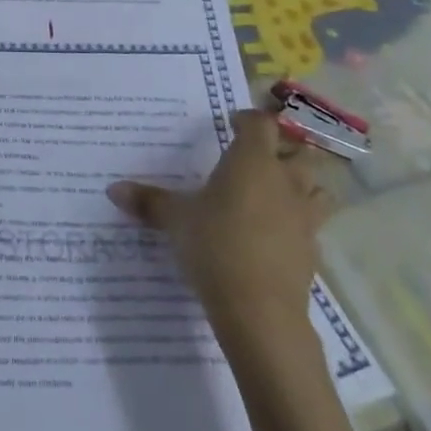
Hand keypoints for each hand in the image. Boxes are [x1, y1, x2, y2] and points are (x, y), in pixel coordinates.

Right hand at [107, 110, 330, 348]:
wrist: (259, 310)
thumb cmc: (215, 245)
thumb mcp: (175, 219)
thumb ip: (148, 201)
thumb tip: (113, 189)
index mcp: (252, 160)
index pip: (261, 123)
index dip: (248, 120)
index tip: (232, 124)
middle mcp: (284, 180)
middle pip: (298, 150)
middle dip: (282, 149)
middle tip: (257, 157)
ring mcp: (304, 216)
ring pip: (317, 187)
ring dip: (302, 184)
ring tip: (277, 191)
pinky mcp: (312, 251)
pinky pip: (312, 225)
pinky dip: (299, 223)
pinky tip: (276, 235)